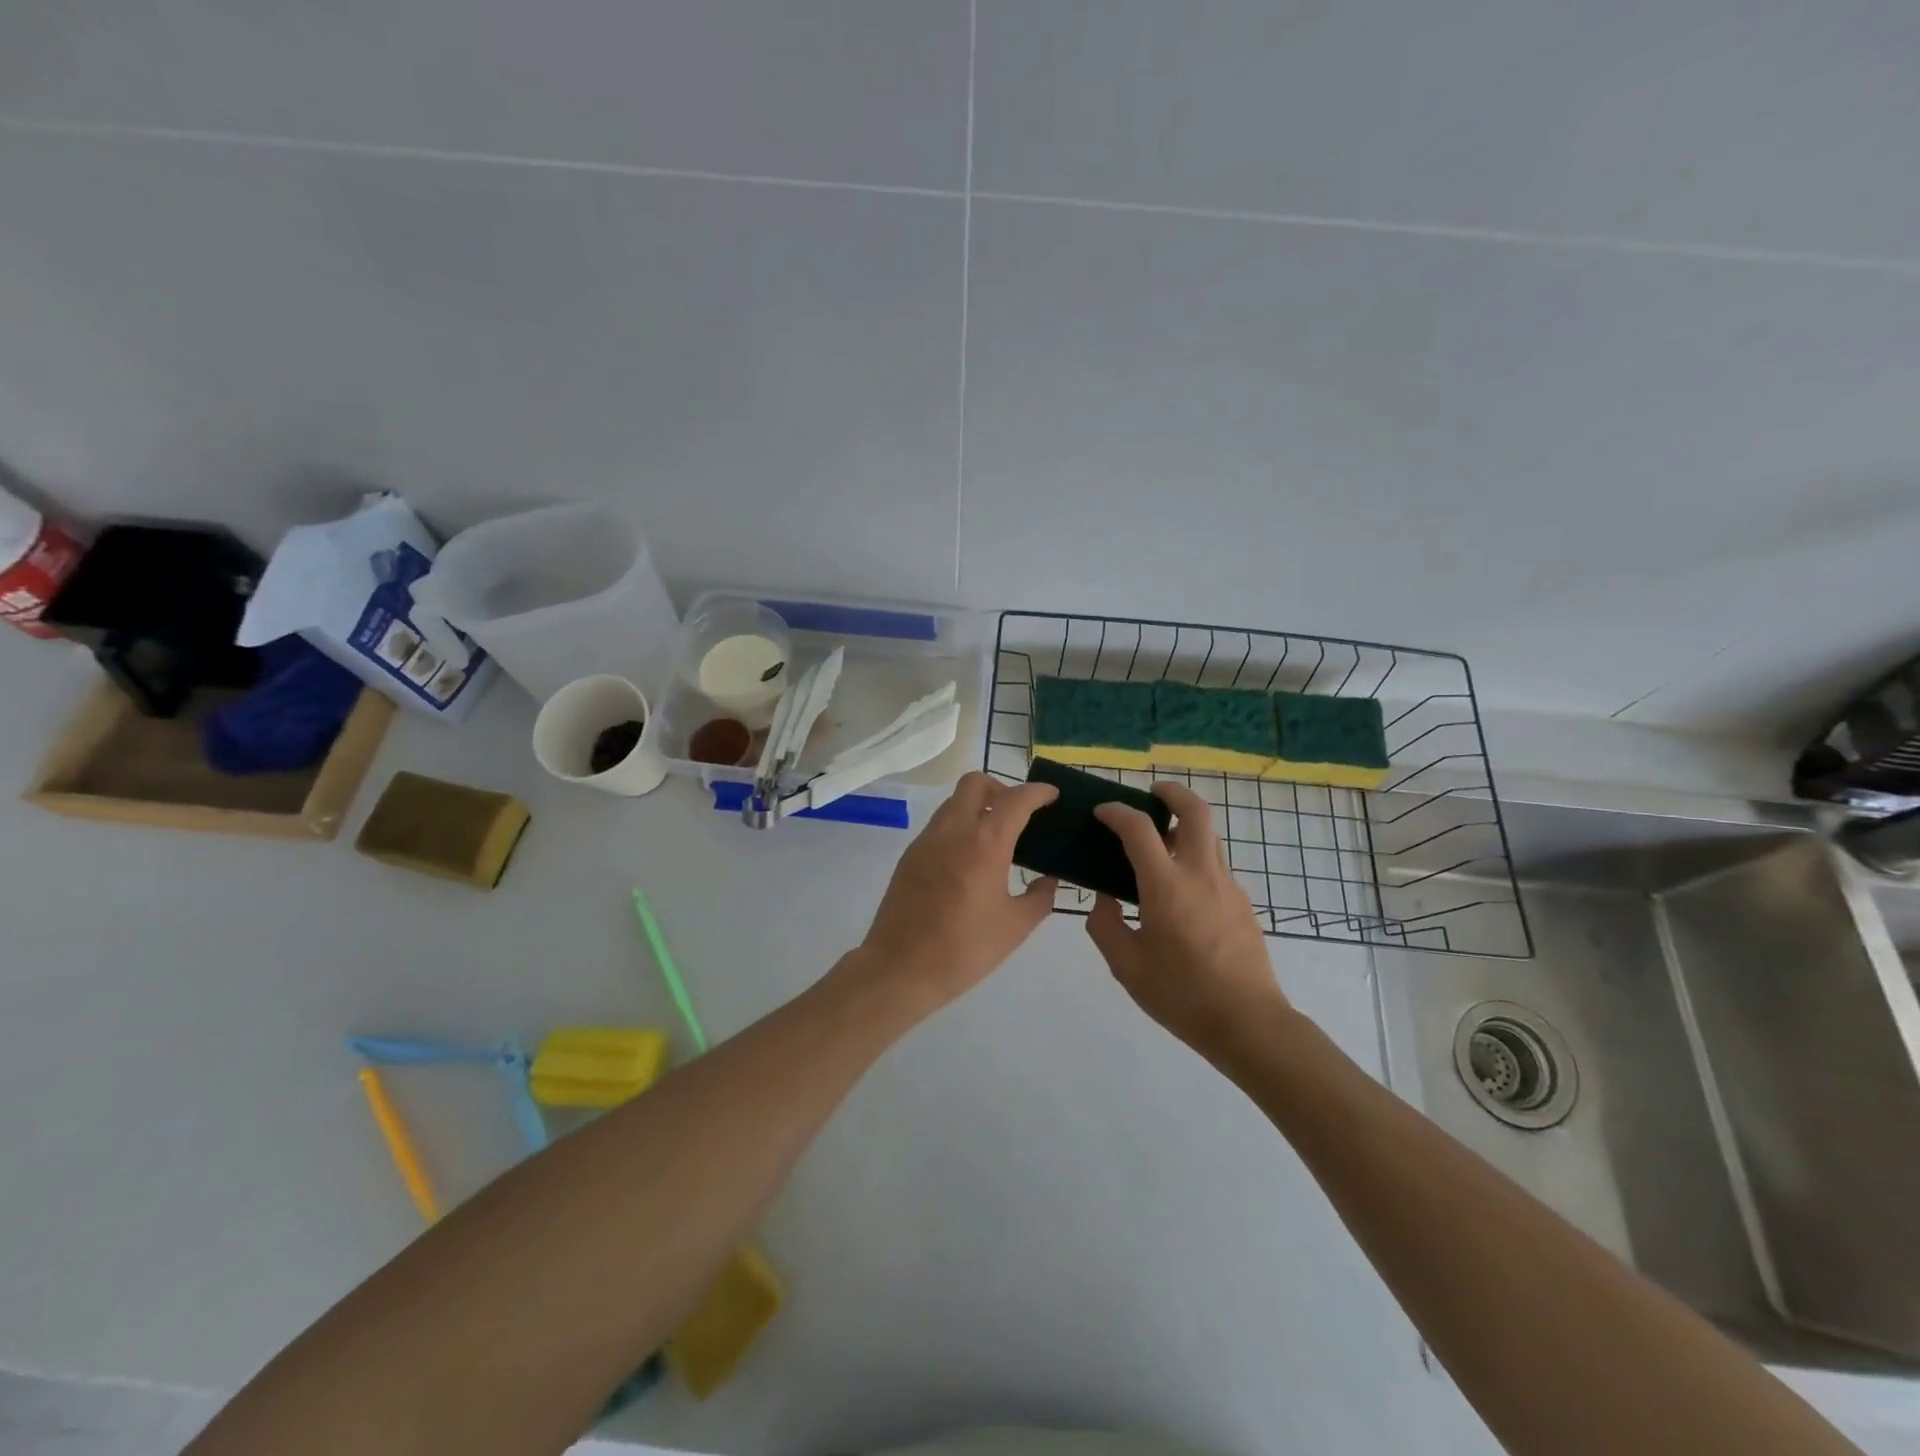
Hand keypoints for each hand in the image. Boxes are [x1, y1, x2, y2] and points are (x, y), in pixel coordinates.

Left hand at [851, 772, 1059, 1016]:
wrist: (900, 969)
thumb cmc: (964, 949)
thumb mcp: (1015, 927)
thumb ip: (1040, 897)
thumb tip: (1049, 880)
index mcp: (985, 843)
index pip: (1016, 799)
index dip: (1038, 792)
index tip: (1052, 795)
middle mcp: (954, 830)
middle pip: (976, 782)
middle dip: (1002, 787)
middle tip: (1019, 814)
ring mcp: (927, 840)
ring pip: (955, 801)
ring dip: (978, 806)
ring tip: (997, 837)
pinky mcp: (910, 855)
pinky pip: (940, 824)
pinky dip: (960, 826)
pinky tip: (970, 859)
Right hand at [1085, 782, 1288, 1056]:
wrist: (1248, 1023)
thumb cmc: (1181, 994)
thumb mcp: (1126, 966)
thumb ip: (1105, 925)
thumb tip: (1104, 899)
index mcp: (1166, 886)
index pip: (1139, 829)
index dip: (1117, 812)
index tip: (1102, 813)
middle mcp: (1201, 874)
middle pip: (1195, 811)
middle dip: (1172, 793)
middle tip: (1152, 794)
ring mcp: (1228, 887)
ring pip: (1209, 837)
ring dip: (1185, 827)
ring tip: (1161, 845)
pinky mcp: (1243, 904)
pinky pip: (1215, 867)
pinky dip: (1195, 860)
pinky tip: (1180, 894)